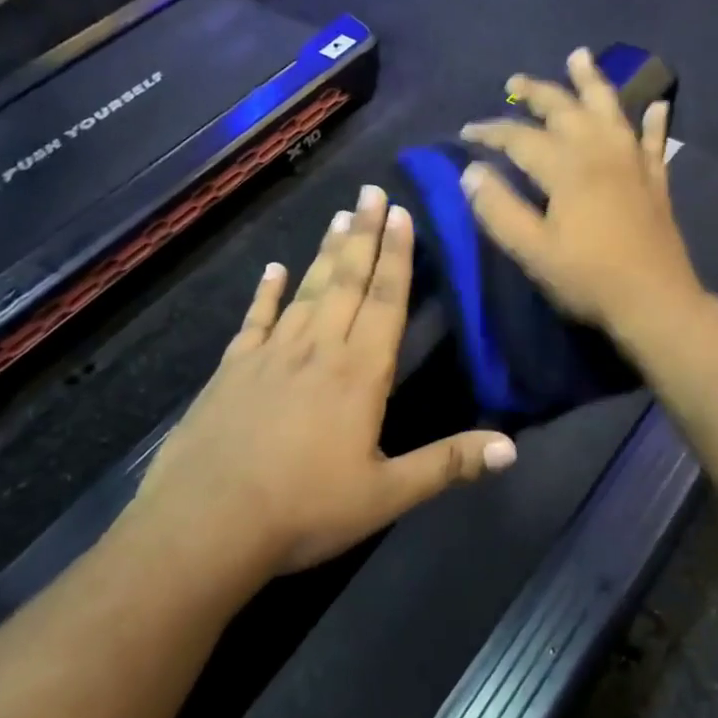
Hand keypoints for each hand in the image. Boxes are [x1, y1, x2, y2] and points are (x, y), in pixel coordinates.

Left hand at [131, 185, 516, 577]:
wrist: (205, 526)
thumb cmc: (304, 510)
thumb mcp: (386, 495)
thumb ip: (448, 464)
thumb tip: (511, 448)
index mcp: (359, 373)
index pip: (385, 301)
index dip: (398, 256)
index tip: (401, 214)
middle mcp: (318, 349)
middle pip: (346, 281)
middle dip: (365, 235)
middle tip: (372, 191)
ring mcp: (271, 355)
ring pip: (306, 291)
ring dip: (325, 252)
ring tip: (341, 216)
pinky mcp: (232, 369)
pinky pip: (255, 320)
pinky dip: (265, 293)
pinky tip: (271, 269)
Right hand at [458, 48, 705, 335]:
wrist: (654, 301)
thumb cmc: (588, 278)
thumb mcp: (532, 251)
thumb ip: (499, 210)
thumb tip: (472, 173)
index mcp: (566, 168)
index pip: (520, 138)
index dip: (491, 132)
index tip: (467, 132)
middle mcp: (600, 152)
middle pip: (564, 109)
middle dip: (537, 92)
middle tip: (515, 81)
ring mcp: (632, 163)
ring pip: (610, 110)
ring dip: (592, 82)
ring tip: (579, 57)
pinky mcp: (655, 180)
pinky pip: (654, 141)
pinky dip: (653, 121)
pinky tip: (656, 105)